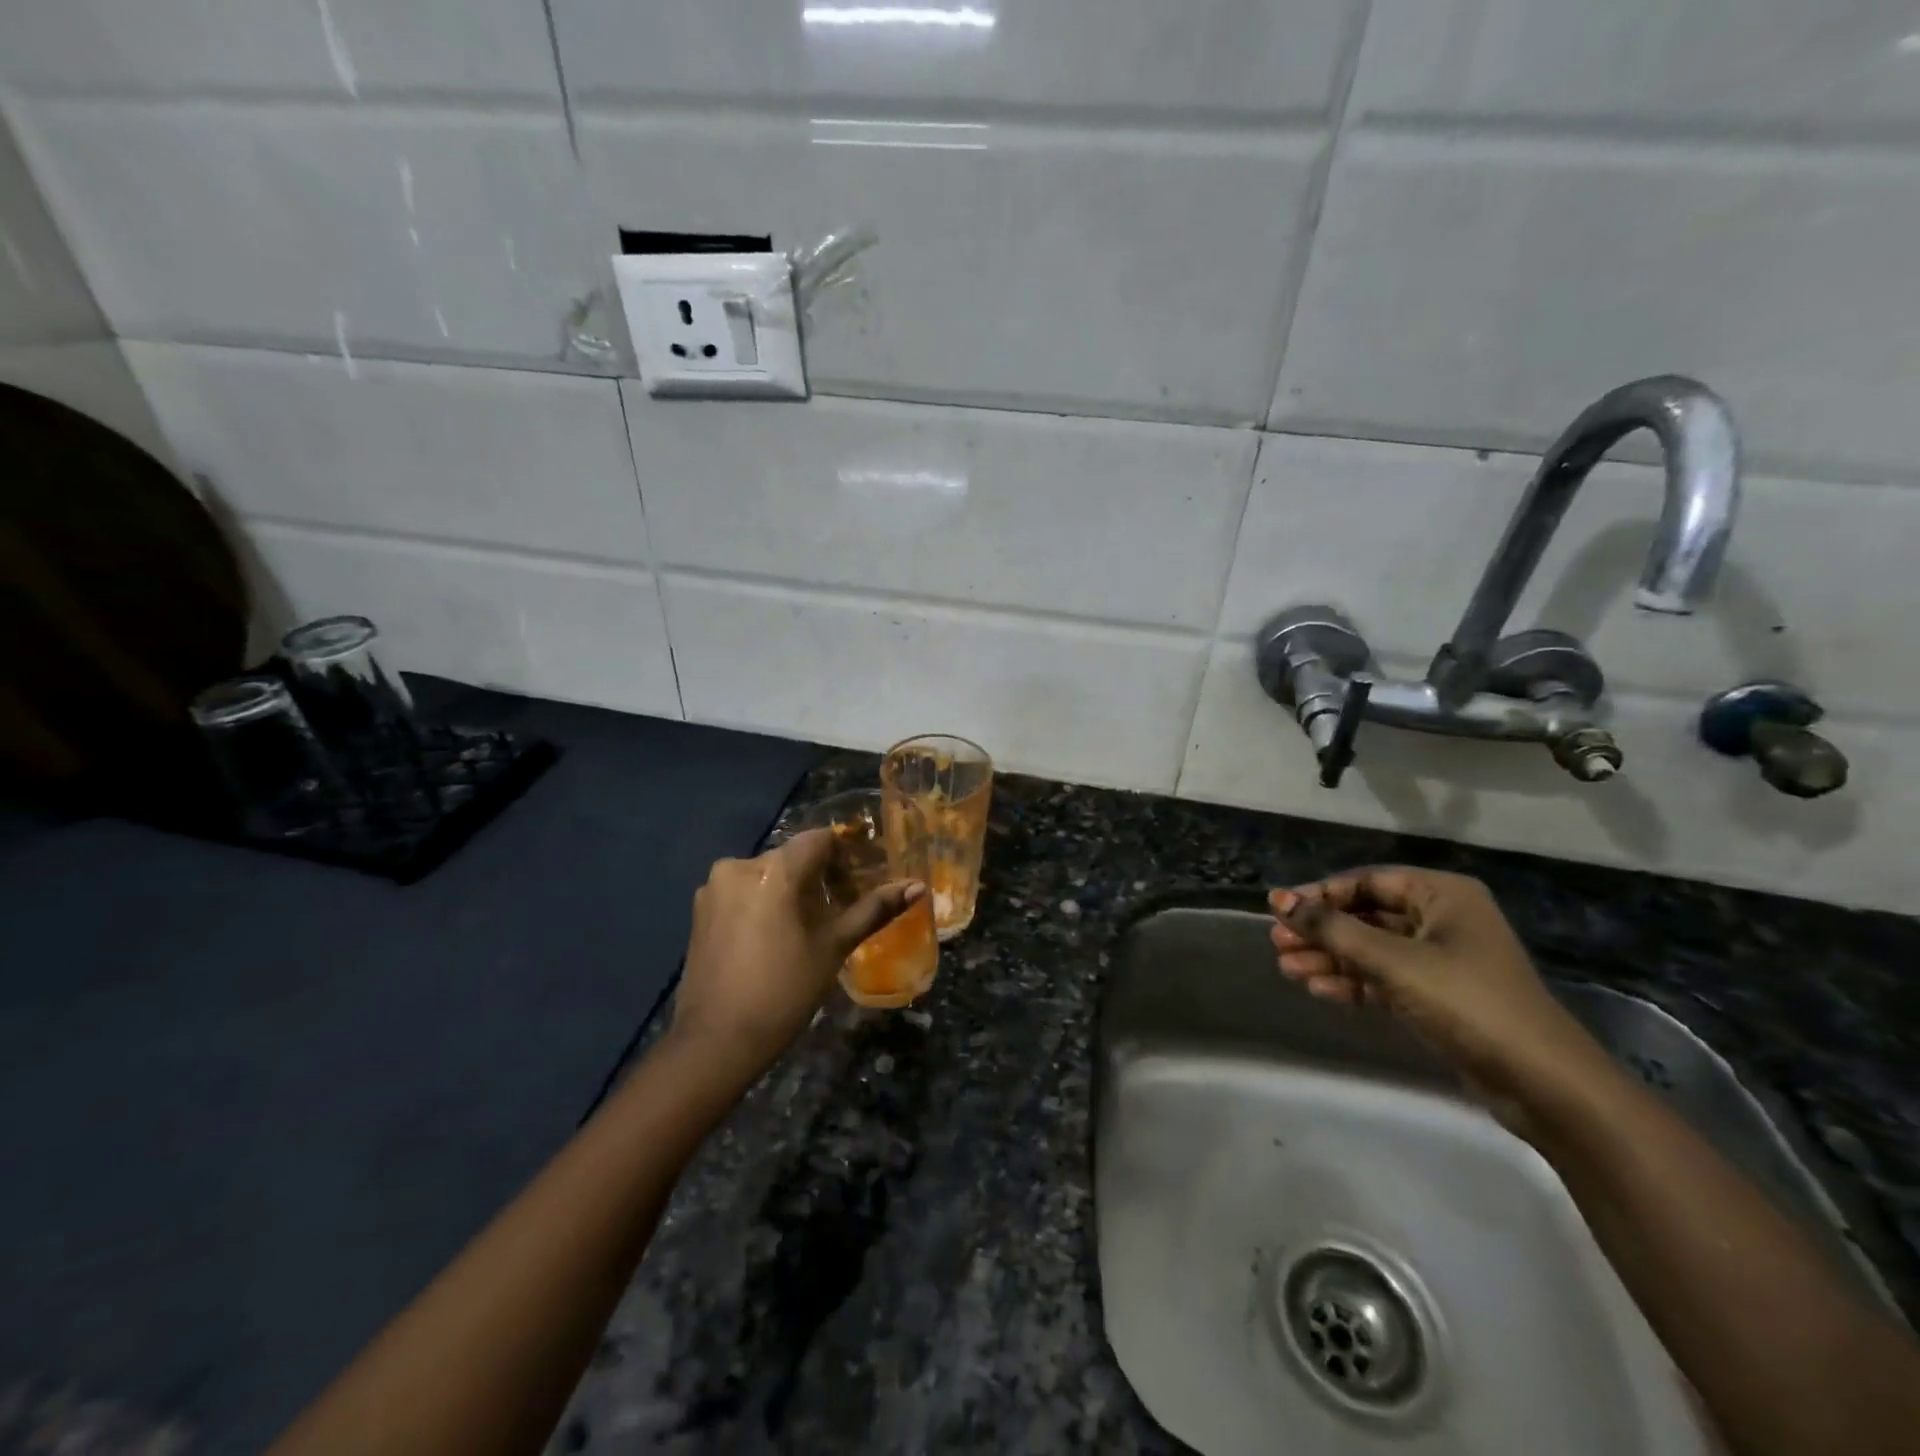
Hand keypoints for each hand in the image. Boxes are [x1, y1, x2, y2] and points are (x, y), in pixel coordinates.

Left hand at [669, 830, 924, 1078]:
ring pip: (766, 875)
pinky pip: (742, 892)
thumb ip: (874, 909)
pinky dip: (763, 903)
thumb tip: (918, 887)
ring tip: (808, 925)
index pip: (819, 840)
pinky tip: (773, 936)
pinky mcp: (700, 911)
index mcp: (774, 870)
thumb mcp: (834, 947)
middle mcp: (738, 865)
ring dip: (789, 890)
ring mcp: (713, 888)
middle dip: (819, 875)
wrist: (716, 1041)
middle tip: (842, 905)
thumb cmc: (784, 990)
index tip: (862, 875)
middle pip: (791, 857)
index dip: (844, 853)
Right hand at [1269, 867, 1606, 1122]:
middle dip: (1322, 930)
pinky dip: (1352, 982)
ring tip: (1287, 968)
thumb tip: (1279, 900)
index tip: (1280, 910)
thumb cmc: (1467, 1001)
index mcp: (1442, 895)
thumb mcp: (1393, 960)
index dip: (1320, 894)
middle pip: (1366, 915)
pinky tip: (1318, 988)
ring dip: (1330, 958)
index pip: (1367, 882)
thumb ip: (1333, 929)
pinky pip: (1384, 977)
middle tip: (1278, 942)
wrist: (1542, 1083)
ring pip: (1371, 949)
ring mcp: (1441, 959)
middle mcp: (1442, 919)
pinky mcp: (1438, 996)